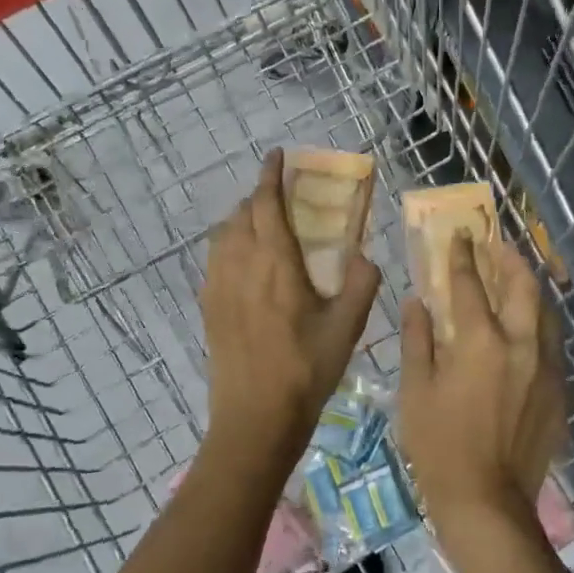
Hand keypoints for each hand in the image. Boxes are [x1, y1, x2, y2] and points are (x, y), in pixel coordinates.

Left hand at [201, 150, 380, 474]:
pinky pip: (215, 259)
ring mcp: (218, 286)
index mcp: (276, 263)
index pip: (266, 204)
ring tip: (264, 225)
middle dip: (259, 196)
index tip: (276, 155)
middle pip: (241, 214)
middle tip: (281, 195)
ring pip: (224, 234)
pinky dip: (230, 244)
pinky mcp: (208, 306)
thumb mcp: (348, 326)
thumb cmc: (307, 369)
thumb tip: (365, 255)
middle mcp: (241, 265)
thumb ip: (362, 283)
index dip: (270, 175)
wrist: (255, 417)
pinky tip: (246, 263)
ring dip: (242, 219)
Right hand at [398, 232, 568, 523]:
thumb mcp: (415, 391)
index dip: (463, 256)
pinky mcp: (560, 392)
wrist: (487, 502)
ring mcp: (546, 369)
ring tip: (516, 279)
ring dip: (531, 290)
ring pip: (546, 313)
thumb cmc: (439, 446)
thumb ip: (418, 340)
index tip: (460, 236)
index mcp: (481, 342)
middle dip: (510, 260)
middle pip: (524, 287)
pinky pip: (552, 345)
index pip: (472, 285)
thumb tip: (417, 302)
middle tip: (497, 246)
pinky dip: (538, 325)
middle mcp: (522, 345)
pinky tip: (526, 330)